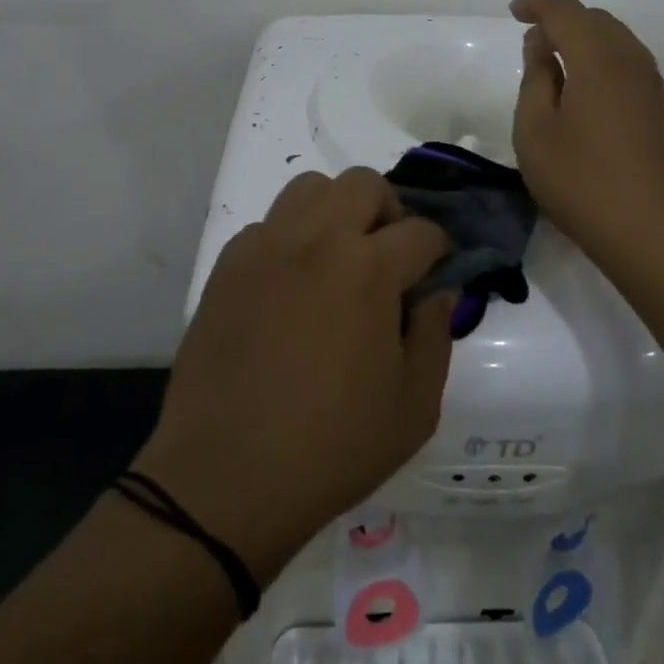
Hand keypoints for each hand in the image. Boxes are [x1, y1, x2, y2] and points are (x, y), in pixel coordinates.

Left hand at [133, 169, 455, 581]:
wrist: (224, 479)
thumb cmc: (331, 448)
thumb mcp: (413, 408)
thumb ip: (436, 336)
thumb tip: (439, 292)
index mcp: (368, 269)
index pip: (421, 231)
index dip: (439, 249)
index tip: (437, 272)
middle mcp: (317, 241)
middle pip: (364, 183)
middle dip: (390, 211)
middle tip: (389, 257)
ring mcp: (266, 247)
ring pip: (311, 188)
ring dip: (336, 210)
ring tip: (339, 257)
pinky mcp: (228, 266)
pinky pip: (267, 224)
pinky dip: (290, 237)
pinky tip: (291, 283)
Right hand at [510, 0, 663, 275]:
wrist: (654, 233)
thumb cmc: (582, 182)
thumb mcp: (536, 130)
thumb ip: (536, 77)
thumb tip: (542, 42)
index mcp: (597, 58)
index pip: (565, 11)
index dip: (537, 4)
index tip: (514, 12)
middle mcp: (630, 59)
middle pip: (595, 19)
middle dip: (561, 18)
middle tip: (531, 39)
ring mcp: (651, 84)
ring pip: (615, 38)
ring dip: (584, 38)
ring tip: (555, 62)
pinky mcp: (659, 107)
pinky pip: (627, 61)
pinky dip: (601, 58)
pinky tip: (585, 87)